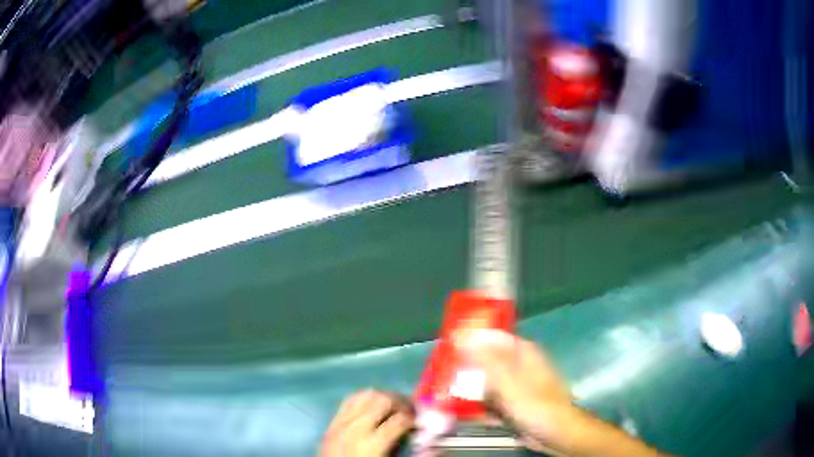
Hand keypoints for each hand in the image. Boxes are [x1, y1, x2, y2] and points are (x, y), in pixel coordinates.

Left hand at [320, 390, 413, 456]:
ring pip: (365, 395)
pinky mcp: (331, 424)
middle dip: (402, 404)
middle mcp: (355, 428)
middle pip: (383, 400)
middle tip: (411, 414)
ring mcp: (340, 424)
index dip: (416, 420)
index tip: (421, 425)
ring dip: (384, 398)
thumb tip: (435, 446)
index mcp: (372, 444)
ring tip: (394, 409)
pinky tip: (373, 409)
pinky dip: (364, 399)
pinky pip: (349, 401)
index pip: (401, 420)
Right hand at [455, 329, 575, 453]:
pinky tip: (463, 413)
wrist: (554, 432)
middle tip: (442, 375)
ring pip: (487, 383)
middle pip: (487, 361)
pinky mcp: (514, 404)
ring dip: (469, 389)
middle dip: (466, 369)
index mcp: (522, 353)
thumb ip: (484, 358)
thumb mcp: (507, 380)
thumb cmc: (534, 403)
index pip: (492, 337)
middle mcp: (520, 366)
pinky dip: (479, 405)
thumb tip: (462, 334)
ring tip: (446, 395)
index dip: (471, 339)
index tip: (447, 346)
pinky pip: (491, 400)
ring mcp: (517, 386)